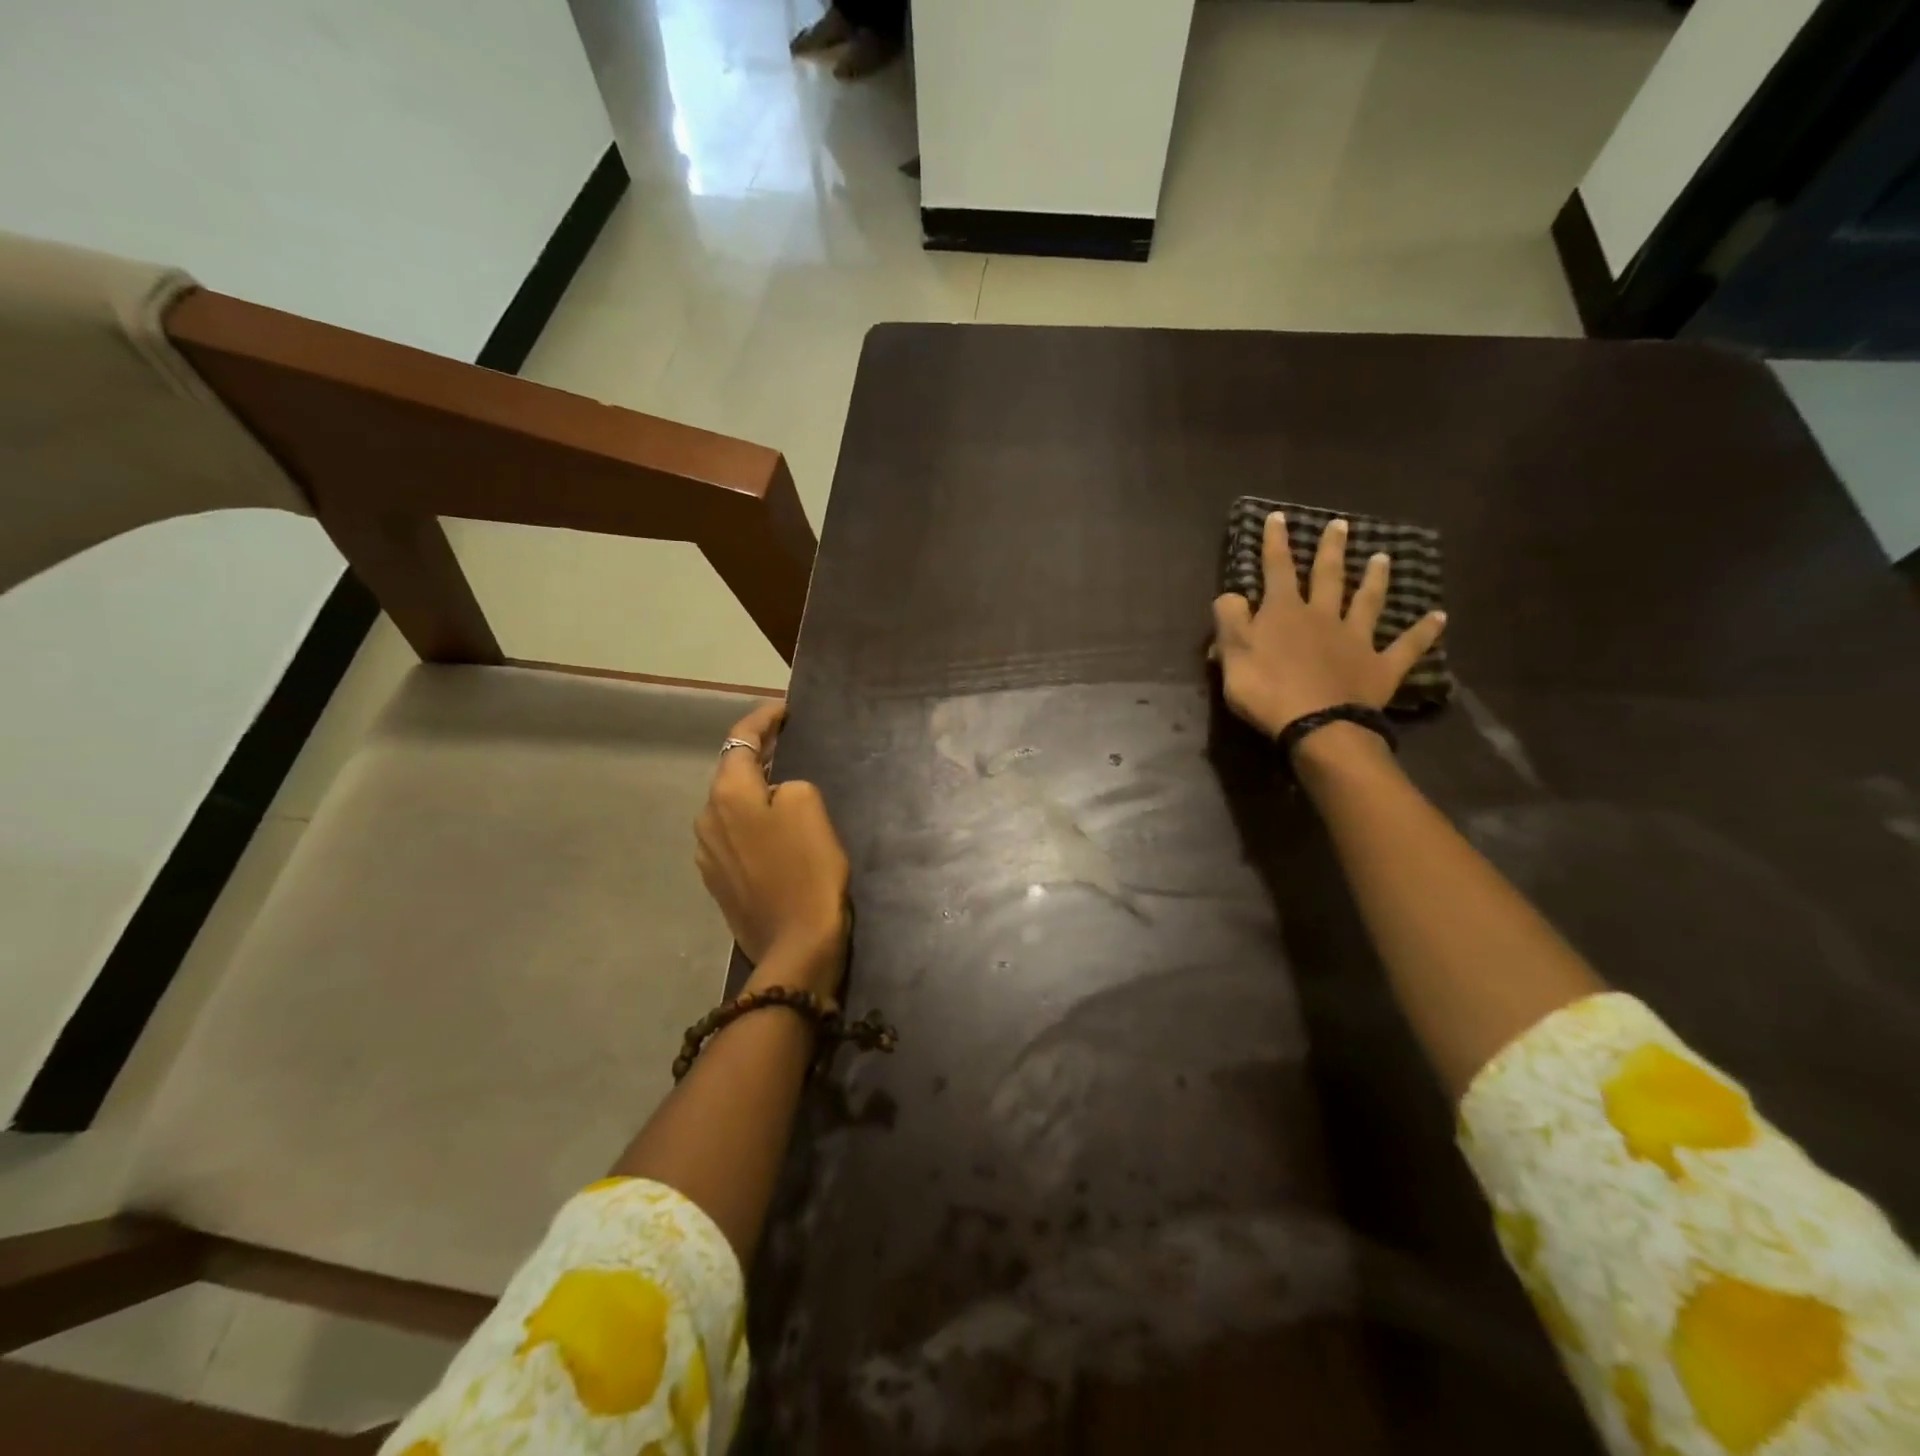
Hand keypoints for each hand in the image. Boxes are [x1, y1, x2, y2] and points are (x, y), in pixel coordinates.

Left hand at [694, 701, 849, 993]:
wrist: (796, 947)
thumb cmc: (808, 870)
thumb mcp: (809, 807)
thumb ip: (789, 784)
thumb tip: (776, 794)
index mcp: (727, 794)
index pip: (741, 739)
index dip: (764, 719)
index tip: (786, 710)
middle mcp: (706, 818)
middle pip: (731, 772)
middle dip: (759, 754)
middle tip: (789, 742)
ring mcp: (707, 853)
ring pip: (730, 805)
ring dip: (754, 790)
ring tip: (784, 784)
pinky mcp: (718, 880)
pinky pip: (733, 834)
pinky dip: (752, 821)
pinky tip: (774, 830)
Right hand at [1212, 512, 1446, 741]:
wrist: (1317, 724)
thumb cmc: (1266, 689)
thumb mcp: (1233, 653)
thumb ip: (1230, 620)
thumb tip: (1232, 595)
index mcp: (1284, 612)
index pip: (1277, 569)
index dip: (1276, 542)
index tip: (1278, 516)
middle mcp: (1323, 616)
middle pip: (1328, 576)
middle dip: (1330, 550)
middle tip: (1340, 524)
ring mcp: (1356, 640)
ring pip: (1367, 602)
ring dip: (1375, 579)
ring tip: (1383, 557)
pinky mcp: (1380, 667)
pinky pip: (1406, 646)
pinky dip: (1423, 631)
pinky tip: (1438, 617)